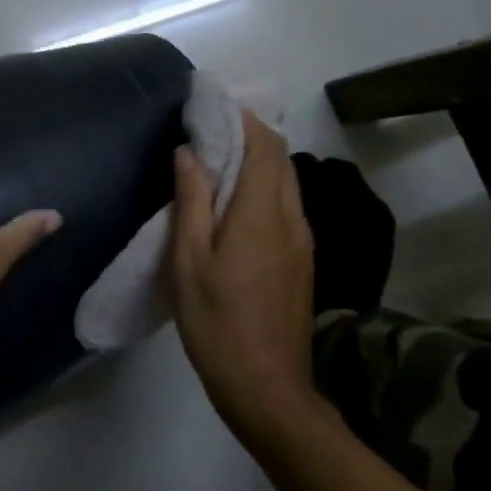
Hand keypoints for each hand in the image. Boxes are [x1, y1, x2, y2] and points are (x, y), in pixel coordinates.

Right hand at [171, 111, 316, 440]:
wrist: (267, 387)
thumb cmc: (217, 323)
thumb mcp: (189, 261)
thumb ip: (191, 201)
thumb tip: (188, 152)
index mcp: (261, 212)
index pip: (262, 144)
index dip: (241, 117)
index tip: (211, 104)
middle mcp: (290, 217)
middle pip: (279, 157)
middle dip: (249, 132)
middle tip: (209, 126)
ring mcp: (302, 239)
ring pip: (286, 179)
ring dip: (257, 158)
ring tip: (218, 156)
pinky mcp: (302, 258)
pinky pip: (286, 203)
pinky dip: (264, 184)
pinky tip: (236, 199)